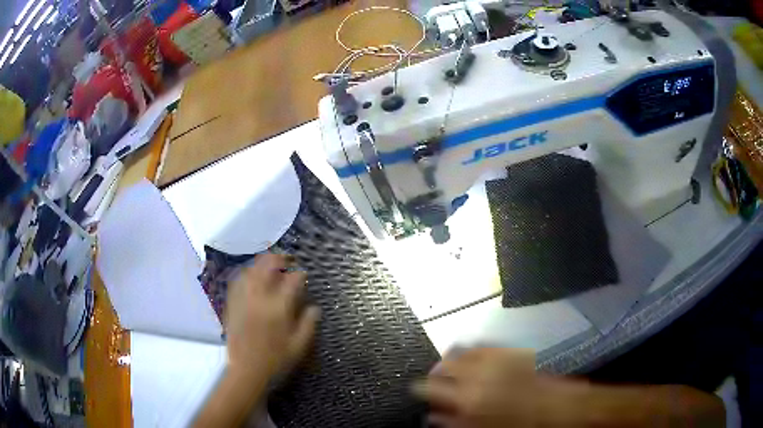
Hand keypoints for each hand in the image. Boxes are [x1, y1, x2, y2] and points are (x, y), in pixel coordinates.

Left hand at [224, 254, 319, 380]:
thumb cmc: (276, 360)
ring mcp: (243, 299)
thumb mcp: (299, 346)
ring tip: (270, 264)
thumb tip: (315, 307)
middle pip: (267, 266)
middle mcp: (259, 298)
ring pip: (251, 270)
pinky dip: (245, 273)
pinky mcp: (232, 304)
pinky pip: (237, 281)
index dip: (300, 274)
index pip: (292, 281)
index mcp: (278, 308)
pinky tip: (250, 275)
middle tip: (287, 259)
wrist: (246, 371)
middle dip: (279, 258)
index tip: (305, 274)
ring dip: (261, 263)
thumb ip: (308, 324)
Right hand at [413, 348, 559, 427]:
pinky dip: (470, 350)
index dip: (419, 387)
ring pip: (459, 350)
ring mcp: (493, 359)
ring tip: (451, 368)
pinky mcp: (506, 351)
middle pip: (443, 364)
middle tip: (434, 379)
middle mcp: (477, 374)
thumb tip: (432, 416)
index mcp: (468, 398)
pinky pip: (480, 345)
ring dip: (450, 358)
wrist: (550, 406)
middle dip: (434, 371)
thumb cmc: (515, 423)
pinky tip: (471, 359)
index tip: (417, 389)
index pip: (430, 387)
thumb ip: (452, 422)